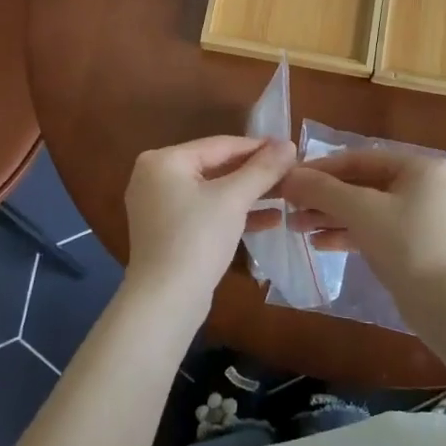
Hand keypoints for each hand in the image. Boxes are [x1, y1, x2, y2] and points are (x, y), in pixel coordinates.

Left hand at [122, 136, 295, 315]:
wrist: (165, 302)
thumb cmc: (197, 239)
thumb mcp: (234, 199)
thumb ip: (262, 169)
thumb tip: (289, 143)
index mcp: (163, 160)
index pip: (219, 145)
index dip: (258, 146)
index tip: (290, 148)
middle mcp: (154, 177)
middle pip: (215, 167)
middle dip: (254, 173)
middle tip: (290, 172)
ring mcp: (158, 206)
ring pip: (212, 191)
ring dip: (248, 194)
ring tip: (286, 194)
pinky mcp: (168, 232)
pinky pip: (205, 211)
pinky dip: (233, 214)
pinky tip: (270, 219)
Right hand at [279, 149, 445, 319]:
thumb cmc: (408, 245)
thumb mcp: (362, 211)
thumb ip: (323, 190)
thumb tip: (288, 177)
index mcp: (417, 166)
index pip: (358, 158)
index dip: (320, 168)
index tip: (288, 179)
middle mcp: (420, 185)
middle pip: (360, 184)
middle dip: (323, 196)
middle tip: (288, 207)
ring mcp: (418, 216)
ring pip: (364, 209)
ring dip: (330, 216)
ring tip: (296, 227)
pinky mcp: (412, 244)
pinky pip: (373, 230)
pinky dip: (347, 234)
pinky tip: (318, 244)